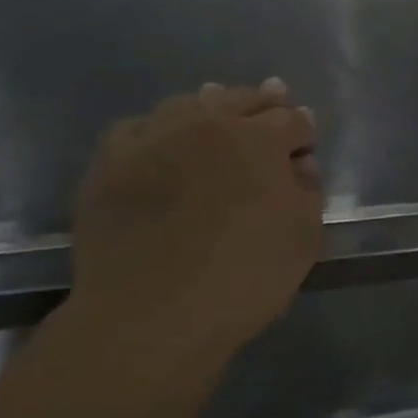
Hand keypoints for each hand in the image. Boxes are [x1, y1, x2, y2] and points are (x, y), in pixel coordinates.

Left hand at [69, 79, 321, 359]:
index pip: (292, 119)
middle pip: (241, 99)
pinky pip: (139, 128)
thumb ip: (308, 189)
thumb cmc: (243, 279)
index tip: (304, 144)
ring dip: (210, 109)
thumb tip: (299, 161)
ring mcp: (153, 138)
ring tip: (216, 117)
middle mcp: (206, 123)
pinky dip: (158, 131)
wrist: (150, 318)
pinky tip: (162, 147)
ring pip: (189, 104)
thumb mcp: (303, 238)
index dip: (303, 132)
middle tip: (271, 108)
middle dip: (263, 104)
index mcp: (259, 139)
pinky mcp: (110, 162)